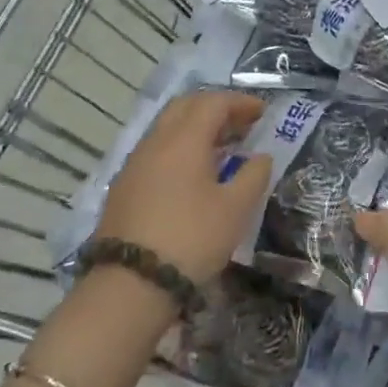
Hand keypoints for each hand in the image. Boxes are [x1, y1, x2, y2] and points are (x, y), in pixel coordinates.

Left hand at [96, 92, 272, 283]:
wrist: (131, 283)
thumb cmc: (191, 238)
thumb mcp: (235, 209)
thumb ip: (254, 175)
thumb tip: (261, 156)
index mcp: (184, 140)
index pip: (213, 103)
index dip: (240, 103)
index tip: (263, 112)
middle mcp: (156, 142)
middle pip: (185, 106)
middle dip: (215, 108)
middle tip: (241, 124)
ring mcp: (135, 163)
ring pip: (167, 128)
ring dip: (196, 128)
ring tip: (222, 148)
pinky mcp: (124, 186)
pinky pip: (156, 150)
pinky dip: (179, 148)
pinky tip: (193, 173)